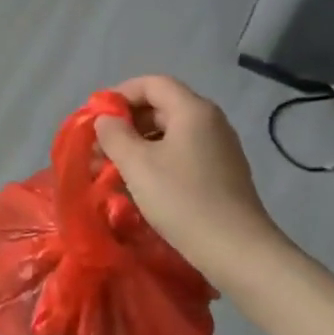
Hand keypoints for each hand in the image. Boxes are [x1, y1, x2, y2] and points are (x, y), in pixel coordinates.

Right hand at [93, 76, 294, 291]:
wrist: (237, 251)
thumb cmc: (182, 200)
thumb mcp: (137, 164)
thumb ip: (114, 134)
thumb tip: (106, 119)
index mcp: (193, 110)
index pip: (152, 83)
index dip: (120, 94)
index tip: (96, 117)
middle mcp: (210, 122)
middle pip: (161, 106)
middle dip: (126, 123)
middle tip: (99, 147)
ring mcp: (219, 148)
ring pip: (169, 133)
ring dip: (138, 145)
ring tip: (112, 170)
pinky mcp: (221, 173)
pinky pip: (181, 154)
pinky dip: (156, 161)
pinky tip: (139, 185)